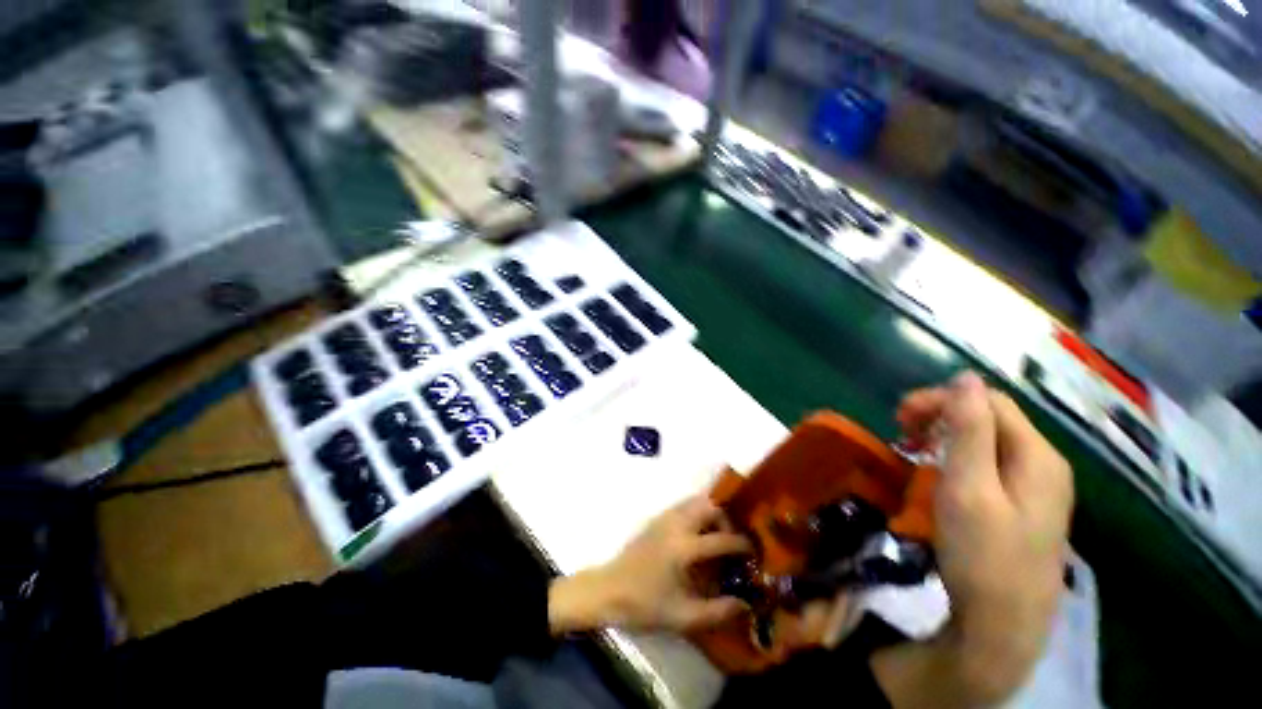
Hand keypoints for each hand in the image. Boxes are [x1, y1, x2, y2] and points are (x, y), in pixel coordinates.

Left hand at [549, 495, 752, 634]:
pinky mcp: (656, 519)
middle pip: (708, 506)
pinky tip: (698, 535)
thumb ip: (718, 611)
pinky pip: (683, 506)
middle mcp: (676, 525)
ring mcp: (664, 518)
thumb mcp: (683, 617)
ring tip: (717, 536)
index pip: (721, 539)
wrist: (609, 590)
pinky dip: (697, 512)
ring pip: (695, 501)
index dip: (742, 545)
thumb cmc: (644, 605)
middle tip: (732, 539)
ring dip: (711, 513)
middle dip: (726, 519)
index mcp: (683, 548)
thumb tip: (746, 604)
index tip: (754, 552)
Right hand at [876, 371, 1073, 706]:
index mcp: (1037, 456)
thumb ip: (971, 430)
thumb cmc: (983, 554)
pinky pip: (991, 462)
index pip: (988, 401)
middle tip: (901, 430)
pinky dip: (959, 456)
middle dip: (942, 414)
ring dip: (947, 434)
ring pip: (989, 439)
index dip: (942, 399)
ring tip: (915, 447)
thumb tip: (967, 377)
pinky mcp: (1023, 504)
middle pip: (991, 417)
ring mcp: (1036, 486)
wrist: (1004, 624)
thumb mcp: (970, 488)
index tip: (899, 416)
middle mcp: (1043, 463)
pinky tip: (939, 470)